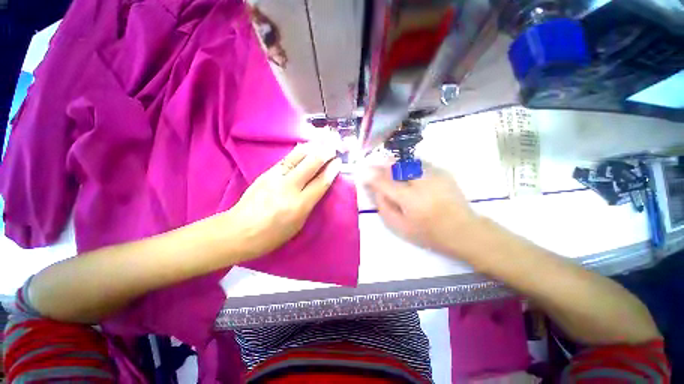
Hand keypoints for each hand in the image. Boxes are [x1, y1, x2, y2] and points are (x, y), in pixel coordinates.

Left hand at [230, 143, 340, 259]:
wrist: (239, 231)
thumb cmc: (272, 235)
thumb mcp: (298, 225)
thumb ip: (309, 204)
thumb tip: (317, 188)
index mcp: (299, 205)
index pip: (320, 183)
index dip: (332, 171)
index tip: (339, 162)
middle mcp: (289, 188)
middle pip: (310, 165)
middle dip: (324, 154)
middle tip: (333, 147)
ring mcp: (275, 178)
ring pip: (297, 157)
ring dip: (312, 148)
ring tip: (321, 142)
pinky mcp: (266, 174)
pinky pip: (286, 159)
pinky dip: (298, 152)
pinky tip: (304, 147)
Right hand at [366, 162, 481, 256]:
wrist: (463, 230)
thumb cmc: (428, 233)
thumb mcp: (400, 227)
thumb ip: (384, 207)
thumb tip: (375, 190)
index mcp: (410, 199)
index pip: (384, 181)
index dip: (371, 175)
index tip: (362, 172)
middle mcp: (422, 182)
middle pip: (396, 166)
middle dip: (383, 165)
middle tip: (375, 168)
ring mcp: (435, 174)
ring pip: (408, 162)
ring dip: (396, 165)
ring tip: (391, 170)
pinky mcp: (443, 172)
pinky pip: (419, 164)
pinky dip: (409, 166)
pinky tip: (408, 174)